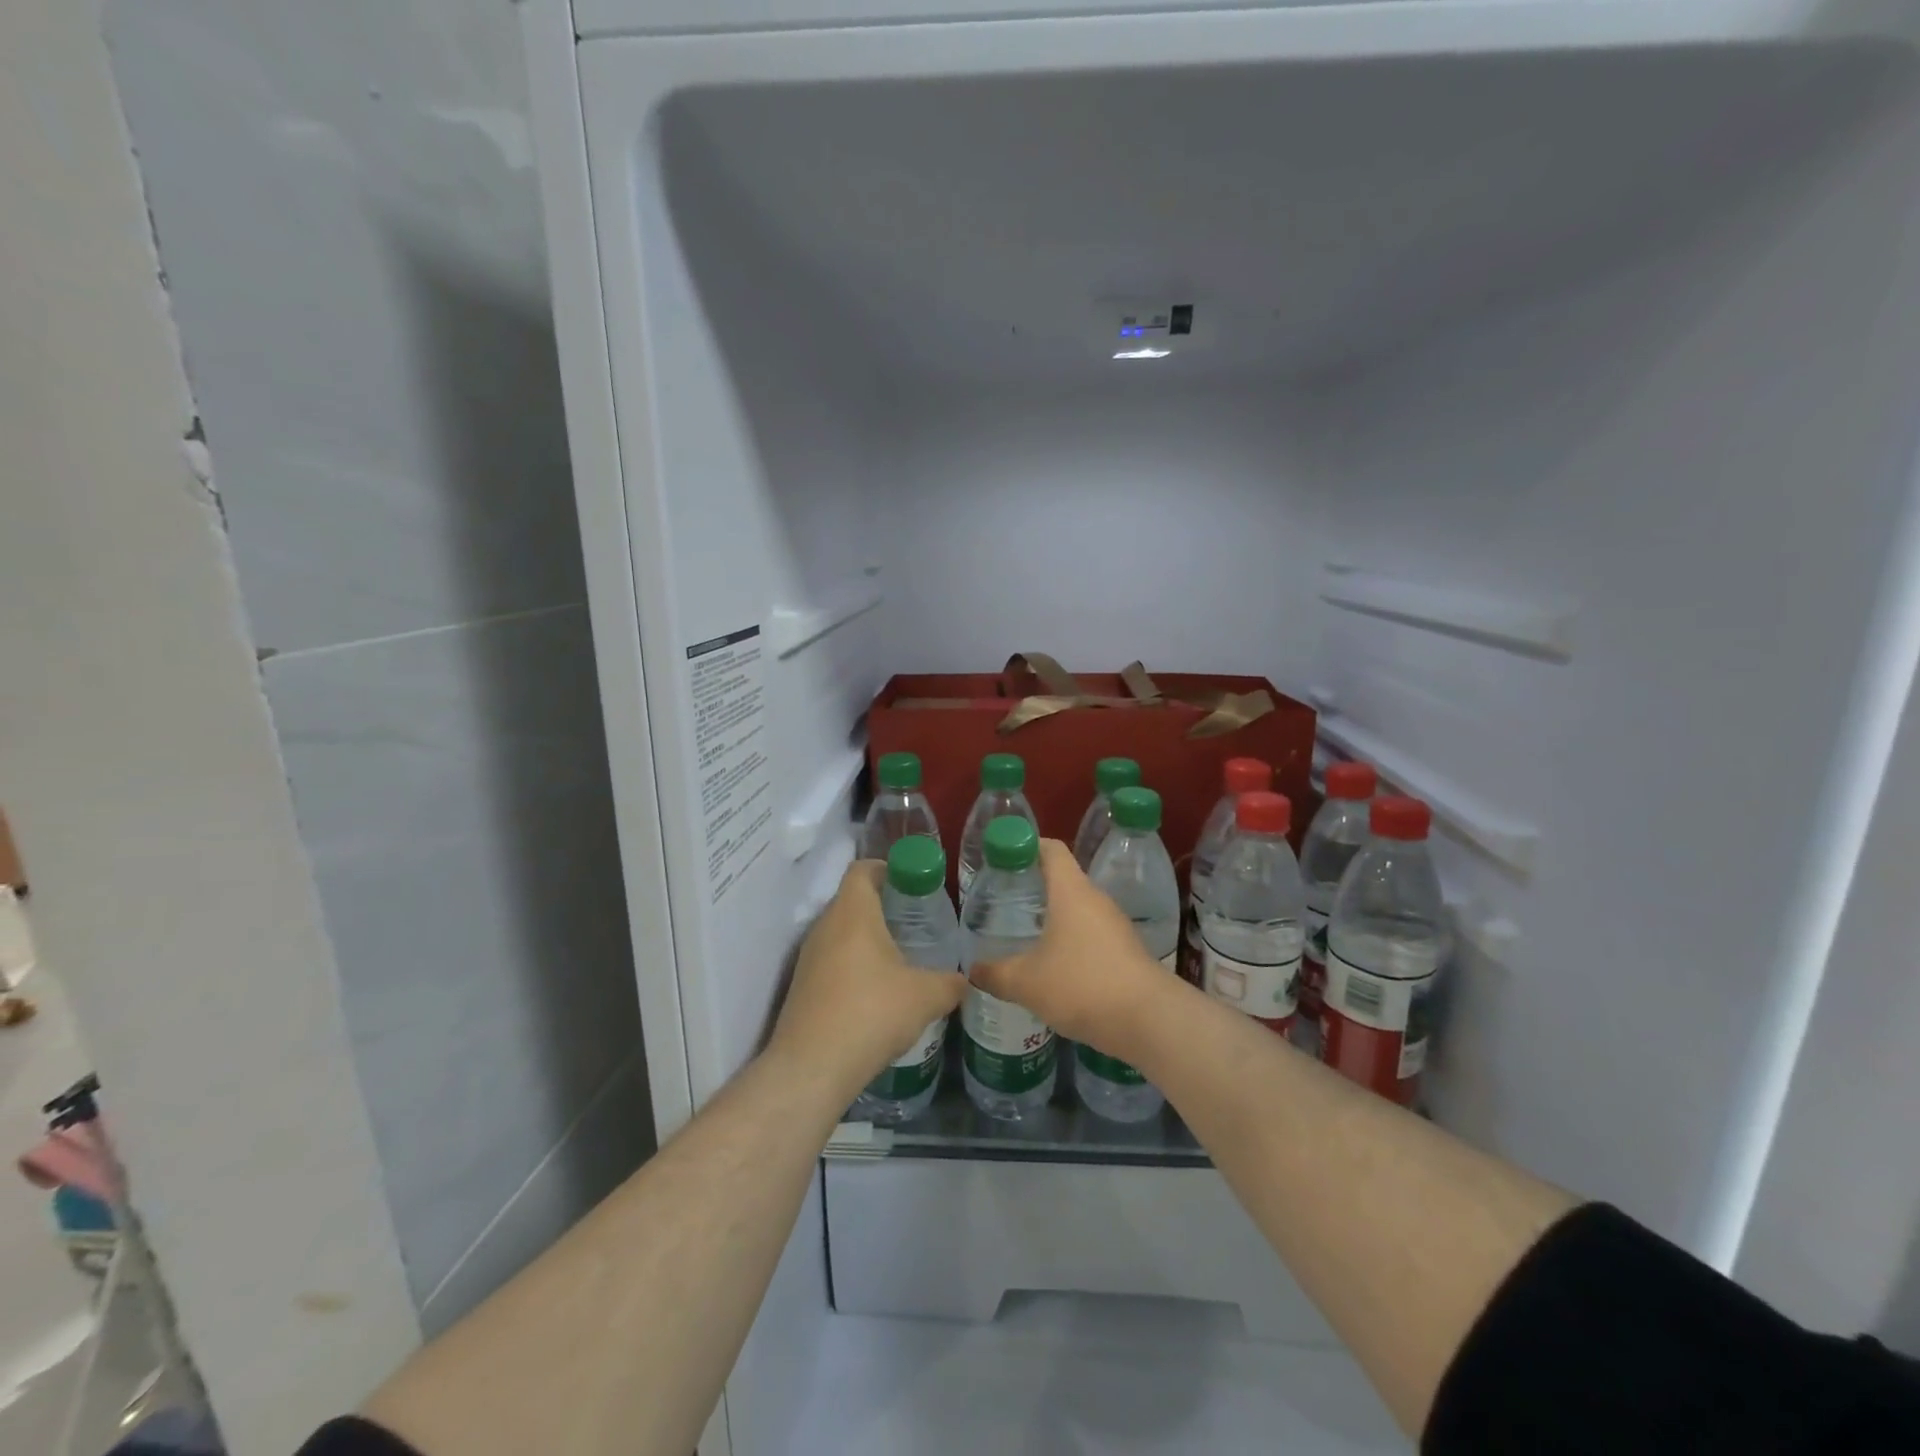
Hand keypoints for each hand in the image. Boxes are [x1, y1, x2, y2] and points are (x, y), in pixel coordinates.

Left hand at [769, 860, 967, 1098]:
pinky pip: (832, 960)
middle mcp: (825, 926)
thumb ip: (951, 983)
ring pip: (841, 932)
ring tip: (902, 957)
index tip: (914, 884)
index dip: (888, 869)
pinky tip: (878, 992)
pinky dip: (854, 965)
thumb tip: (968, 980)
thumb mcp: (926, 997)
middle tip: (917, 921)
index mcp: (853, 912)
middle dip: (884, 906)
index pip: (863, 868)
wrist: (812, 1067)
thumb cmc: (871, 1013)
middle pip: (853, 899)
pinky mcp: (802, 986)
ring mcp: (809, 957)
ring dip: (868, 938)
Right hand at [968, 839, 1173, 1060]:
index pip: (1051, 849)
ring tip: (1025, 936)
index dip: (1027, 847)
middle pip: (1064, 880)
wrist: (1149, 1020)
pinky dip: (1072, 943)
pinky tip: (1054, 968)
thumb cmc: (1082, 985)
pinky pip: (1092, 936)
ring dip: (1054, 918)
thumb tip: (972, 970)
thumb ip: (995, 974)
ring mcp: (1115, 926)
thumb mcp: (1027, 982)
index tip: (1004, 860)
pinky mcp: (1127, 951)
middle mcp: (1096, 900)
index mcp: (1071, 891)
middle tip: (1005, 902)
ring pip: (1078, 910)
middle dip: (1034, 887)